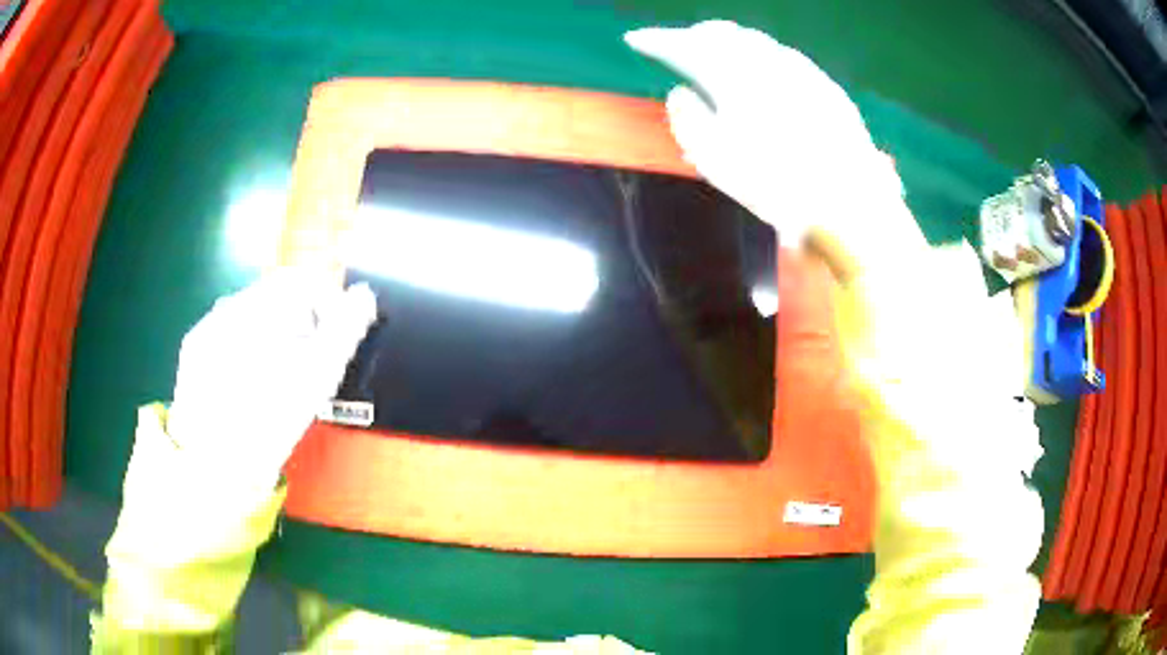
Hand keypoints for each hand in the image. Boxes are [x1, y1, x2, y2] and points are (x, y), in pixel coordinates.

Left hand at [165, 270, 376, 498]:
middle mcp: (228, 307)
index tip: (338, 336)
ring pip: (253, 315)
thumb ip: (345, 330)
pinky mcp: (194, 348)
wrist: (215, 469)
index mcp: (259, 309)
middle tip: (312, 361)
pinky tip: (253, 381)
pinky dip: (249, 347)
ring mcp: (208, 326)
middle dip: (303, 322)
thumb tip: (364, 297)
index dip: (329, 303)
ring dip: (276, 334)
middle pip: (277, 296)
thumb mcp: (318, 377)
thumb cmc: (269, 423)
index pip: (303, 281)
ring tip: (282, 376)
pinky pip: (230, 332)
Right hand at [625, 20, 925, 280]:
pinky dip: (762, 58)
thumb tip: (680, 92)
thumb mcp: (714, 159)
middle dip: (694, 36)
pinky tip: (763, 71)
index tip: (635, 39)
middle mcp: (768, 62)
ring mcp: (803, 72)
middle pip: (722, 34)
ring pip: (756, 43)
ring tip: (715, 51)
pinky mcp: (827, 88)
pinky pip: (785, 59)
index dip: (656, 39)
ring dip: (729, 43)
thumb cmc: (775, 184)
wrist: (848, 203)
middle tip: (676, 44)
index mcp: (734, 75)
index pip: (684, 45)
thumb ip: (686, 119)